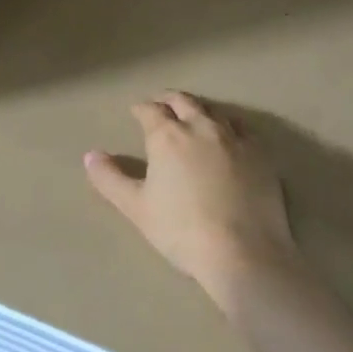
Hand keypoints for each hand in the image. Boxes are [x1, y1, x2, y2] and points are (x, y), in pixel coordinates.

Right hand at [85, 91, 299, 299]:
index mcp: (167, 137)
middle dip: (169, 100)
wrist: (241, 251)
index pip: (150, 111)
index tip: (136, 111)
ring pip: (214, 112)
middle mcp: (201, 128)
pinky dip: (230, 126)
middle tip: (161, 104)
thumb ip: (110, 179)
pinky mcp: (261, 154)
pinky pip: (244, 129)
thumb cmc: (180, 230)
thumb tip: (90, 155)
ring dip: (199, 110)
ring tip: (193, 116)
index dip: (141, 109)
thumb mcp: (136, 207)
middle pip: (184, 102)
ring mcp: (235, 139)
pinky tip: (230, 135)